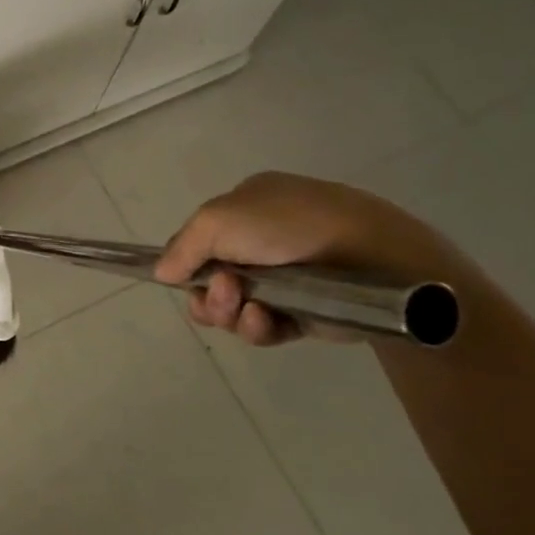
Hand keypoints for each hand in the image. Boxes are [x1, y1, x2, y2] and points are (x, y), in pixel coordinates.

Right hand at [155, 172, 458, 346]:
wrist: (373, 258)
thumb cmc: (290, 226)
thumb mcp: (219, 219)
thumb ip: (182, 246)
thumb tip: (161, 272)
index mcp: (246, 207)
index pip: (199, 239)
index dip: (186, 262)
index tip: (183, 277)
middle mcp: (262, 240)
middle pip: (210, 279)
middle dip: (207, 293)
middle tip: (223, 292)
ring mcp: (284, 278)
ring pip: (232, 307)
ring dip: (228, 312)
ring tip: (246, 308)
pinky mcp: (304, 312)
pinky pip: (263, 327)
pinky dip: (258, 327)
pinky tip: (267, 320)